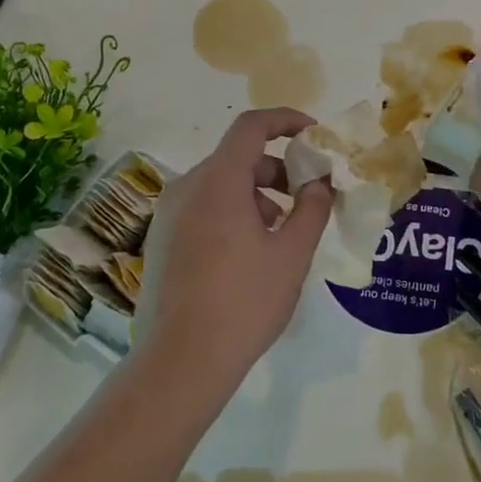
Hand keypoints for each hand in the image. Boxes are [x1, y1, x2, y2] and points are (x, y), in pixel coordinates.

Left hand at [136, 108, 332, 390]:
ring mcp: (168, 214)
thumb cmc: (244, 301)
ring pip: (220, 185)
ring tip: (283, 233)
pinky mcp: (161, 240)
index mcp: (218, 180)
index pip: (252, 126)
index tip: (313, 134)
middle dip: (278, 169)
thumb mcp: (292, 254)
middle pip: (238, 157)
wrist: (181, 361)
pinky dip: (233, 212)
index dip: (286, 120)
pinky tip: (251, 253)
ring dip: (257, 195)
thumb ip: (311, 208)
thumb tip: (319, 183)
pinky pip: (204, 208)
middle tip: (307, 196)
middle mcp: (187, 187)